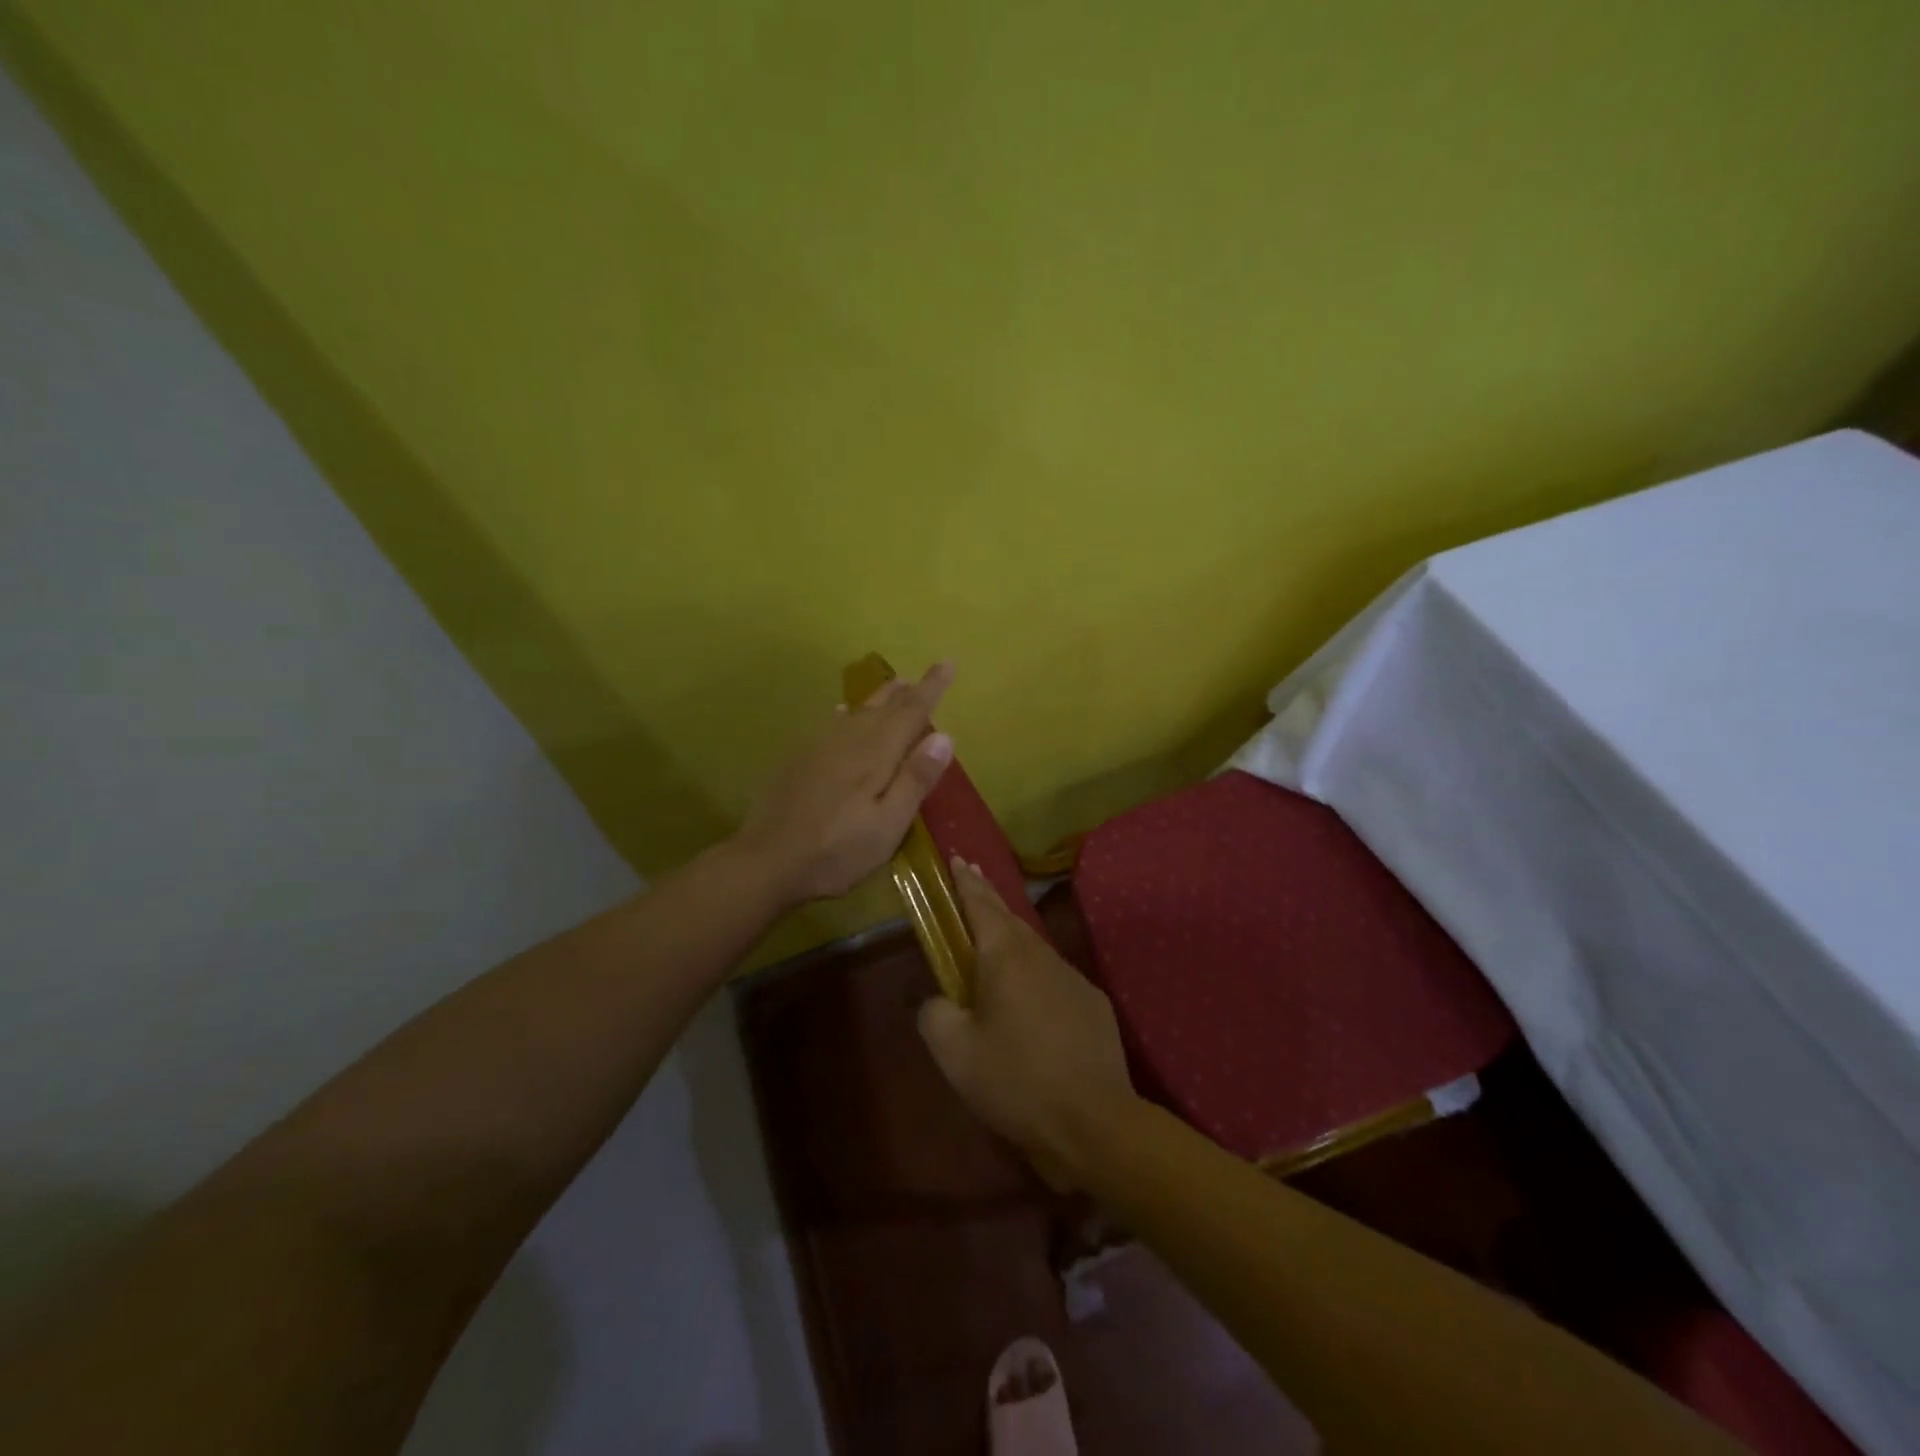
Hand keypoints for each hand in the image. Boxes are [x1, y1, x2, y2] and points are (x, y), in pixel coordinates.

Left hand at [733, 662, 956, 905]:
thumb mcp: (888, 825)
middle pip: (884, 706)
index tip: (948, 663)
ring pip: (857, 710)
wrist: (767, 860)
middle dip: (907, 690)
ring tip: (894, 686)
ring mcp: (819, 746)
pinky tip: (842, 713)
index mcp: (876, 754)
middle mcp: (849, 739)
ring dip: (880, 697)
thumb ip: (915, 779)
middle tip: (923, 677)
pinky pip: (831, 722)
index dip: (931, 687)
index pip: (911, 711)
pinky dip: (847, 713)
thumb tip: (945, 736)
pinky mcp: (799, 758)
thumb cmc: (837, 850)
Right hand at [918, 858, 1140, 1190]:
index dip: (965, 882)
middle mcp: (1041, 955)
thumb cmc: (1016, 1081)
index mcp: (1005, 957)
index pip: (980, 905)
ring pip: (1034, 946)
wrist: (1094, 1121)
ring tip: (993, 939)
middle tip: (972, 881)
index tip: (957, 859)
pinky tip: (1029, 996)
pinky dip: (1034, 971)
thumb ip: (934, 1014)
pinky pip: (1054, 975)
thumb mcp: (954, 1053)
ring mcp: (1072, 977)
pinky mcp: (1093, 1003)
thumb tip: (940, 1000)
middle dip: (988, 898)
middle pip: (1009, 918)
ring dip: (1011, 935)